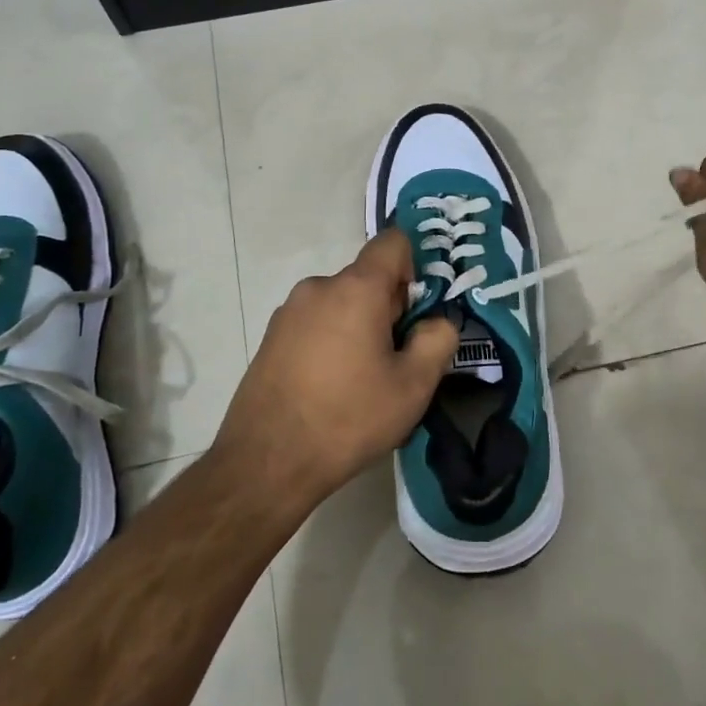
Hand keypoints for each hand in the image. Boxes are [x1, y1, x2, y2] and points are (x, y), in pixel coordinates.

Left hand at [214, 228, 458, 505]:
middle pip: (367, 278)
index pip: (392, 242)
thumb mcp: (414, 385)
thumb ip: (438, 339)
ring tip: (361, 382)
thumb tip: (436, 321)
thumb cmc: (348, 418)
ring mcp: (289, 312)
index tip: (416, 313)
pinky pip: (316, 324)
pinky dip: (332, 342)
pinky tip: (330, 388)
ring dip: (359, 328)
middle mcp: (318, 287)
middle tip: (395, 361)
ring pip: (341, 304)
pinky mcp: (271, 337)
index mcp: (355, 289)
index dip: (414, 268)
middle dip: (388, 309)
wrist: (266, 462)